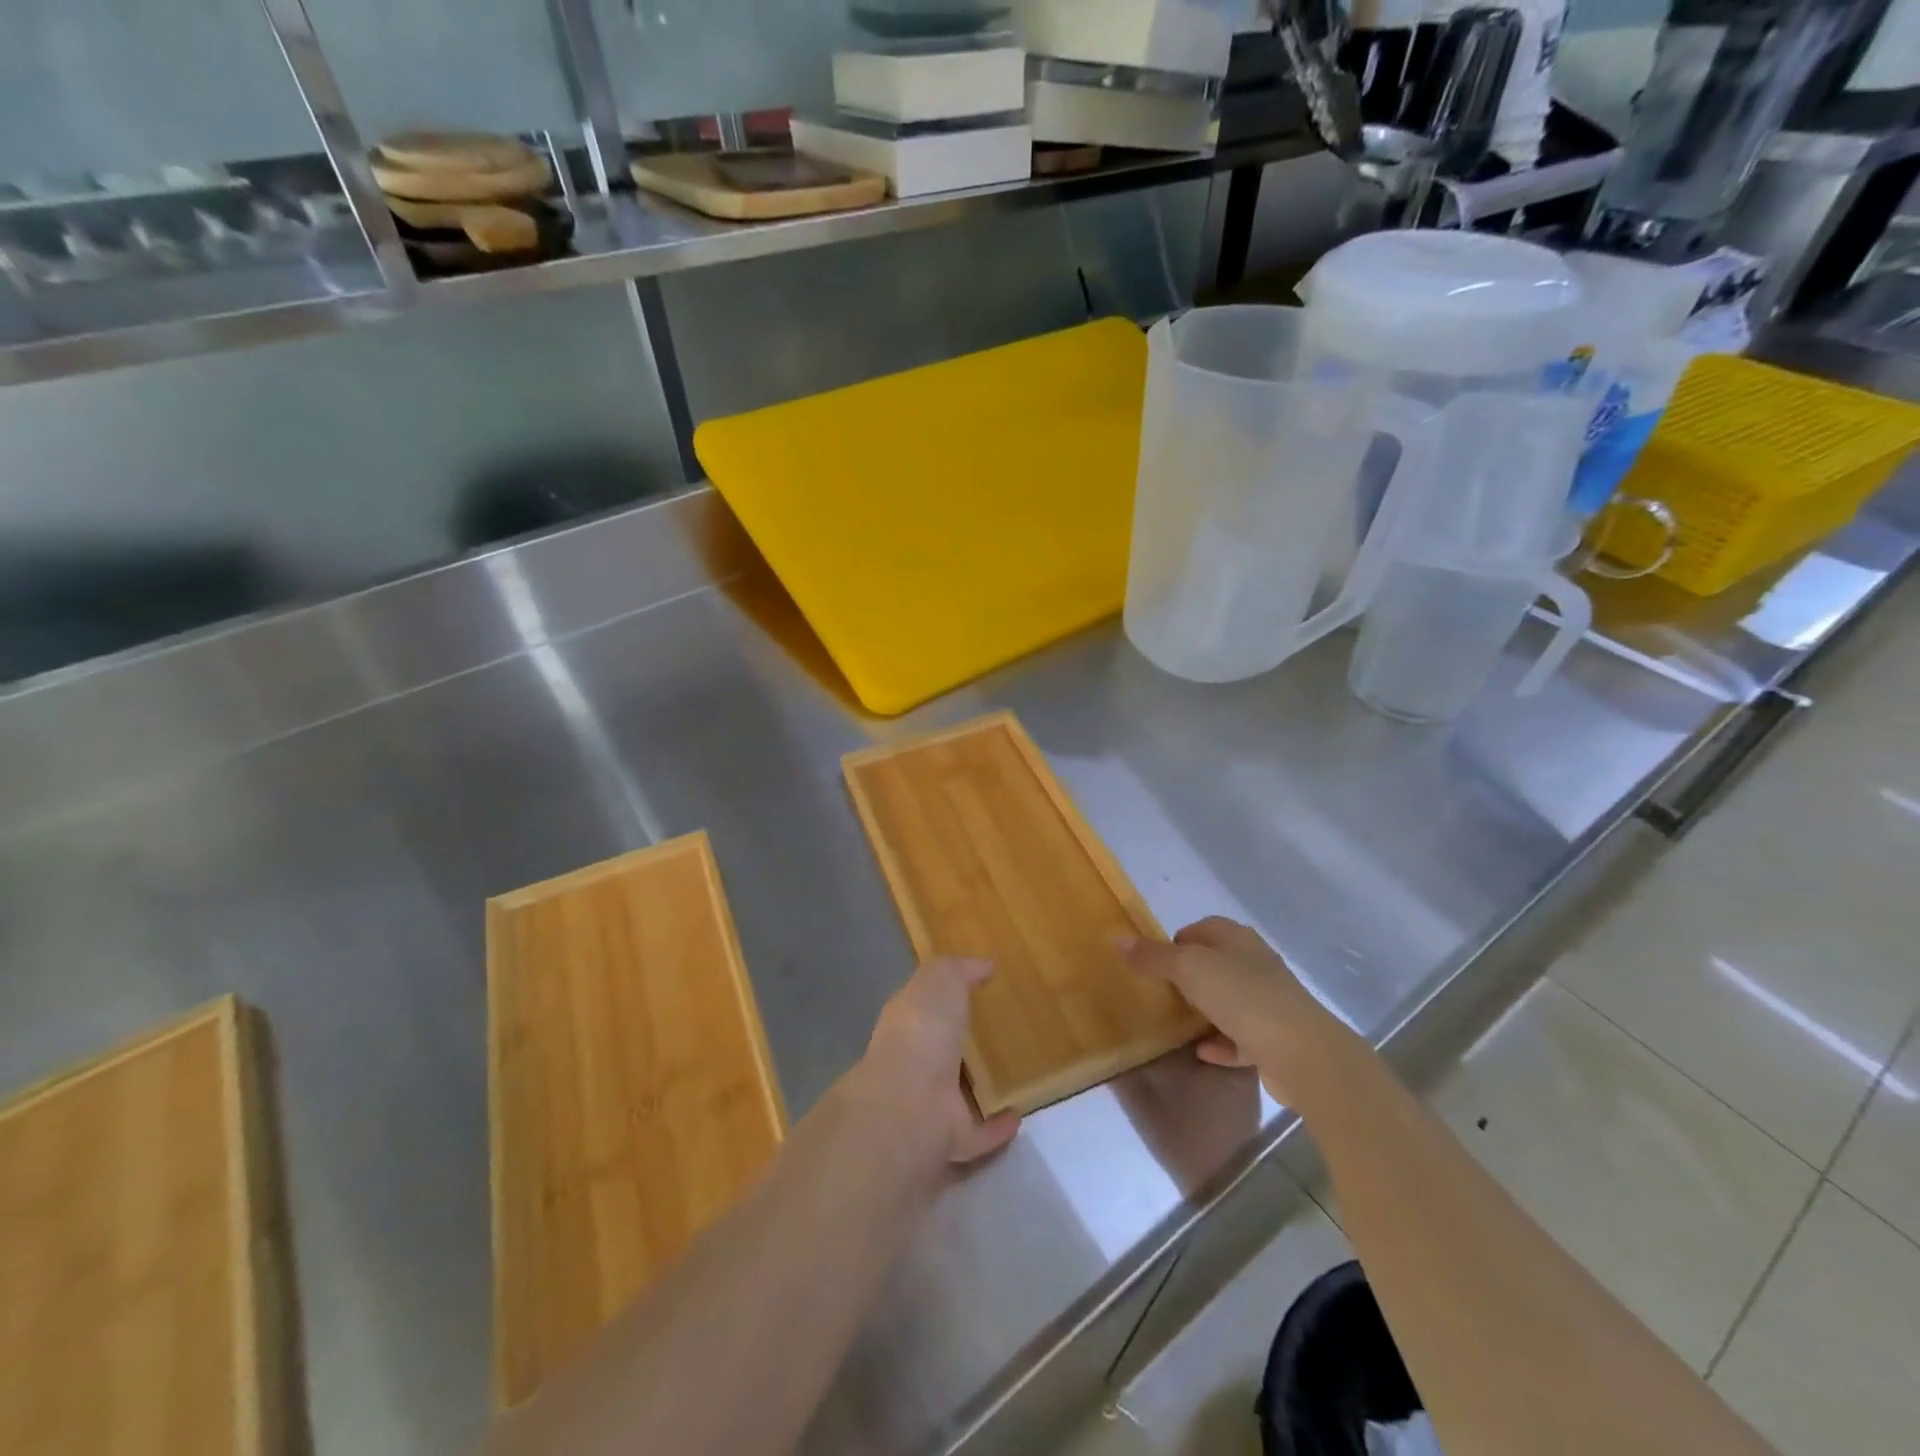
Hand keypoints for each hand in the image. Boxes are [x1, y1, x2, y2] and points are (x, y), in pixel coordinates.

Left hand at [856, 957, 1020, 1164]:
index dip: (942, 996)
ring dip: (978, 1087)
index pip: (922, 1005)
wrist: (910, 1105)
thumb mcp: (940, 980)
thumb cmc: (922, 1031)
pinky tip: (1020, 1113)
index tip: (974, 989)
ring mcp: (929, 1105)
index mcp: (907, 1023)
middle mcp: (913, 1064)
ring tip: (1013, 1072)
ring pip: (956, 1093)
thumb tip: (985, 965)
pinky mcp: (950, 1140)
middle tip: (998, 1031)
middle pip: (939, 1050)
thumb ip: (960, 969)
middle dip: (960, 1043)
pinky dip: (997, 1125)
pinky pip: (979, 1132)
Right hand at [1121, 917, 1359, 1109]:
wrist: (1302, 1052)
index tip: (1156, 961)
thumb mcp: (1189, 969)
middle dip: (1190, 974)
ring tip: (1178, 1021)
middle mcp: (1256, 964)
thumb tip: (1119, 939)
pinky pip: (1241, 1037)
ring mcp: (1269, 1002)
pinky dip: (1222, 1042)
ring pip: (1230, 999)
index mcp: (1238, 940)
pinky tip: (1202, 1052)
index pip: (1204, 927)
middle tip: (1162, 990)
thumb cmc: (1242, 997)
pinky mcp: (1276, 1038)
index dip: (1178, 939)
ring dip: (1207, 1009)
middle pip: (1217, 962)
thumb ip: (1154, 956)